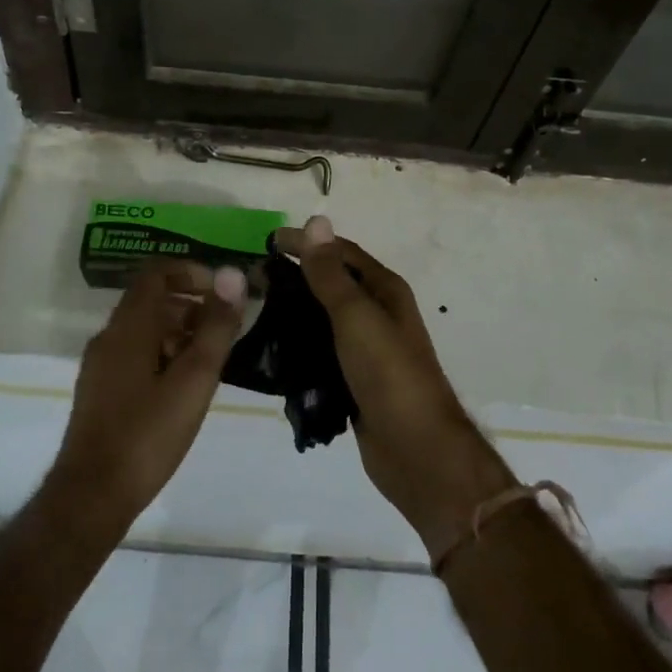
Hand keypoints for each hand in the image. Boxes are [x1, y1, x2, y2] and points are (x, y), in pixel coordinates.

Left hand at [49, 261, 245, 534]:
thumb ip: (216, 326)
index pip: (157, 272)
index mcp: (129, 326)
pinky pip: (134, 353)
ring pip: (143, 329)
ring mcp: (100, 365)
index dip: (191, 272)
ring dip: (179, 331)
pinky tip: (183, 387)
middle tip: (225, 329)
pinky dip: (162, 353)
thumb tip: (233, 275)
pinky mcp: (99, 391)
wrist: (91, 497)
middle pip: (151, 300)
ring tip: (210, 360)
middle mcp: (109, 336)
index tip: (222, 293)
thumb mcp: (194, 379)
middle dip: (191, 304)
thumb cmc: (147, 434)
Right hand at [273, 217, 514, 559]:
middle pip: (332, 284)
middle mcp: (379, 314)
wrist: (417, 451)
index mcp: (385, 291)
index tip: (266, 242)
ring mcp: (368, 350)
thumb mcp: (356, 316)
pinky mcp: (355, 380)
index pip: (341, 252)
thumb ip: (330, 273)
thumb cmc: (389, 374)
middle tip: (254, 279)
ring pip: (325, 319)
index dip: (307, 243)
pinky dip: (300, 346)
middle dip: (296, 277)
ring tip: (256, 311)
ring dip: (295, 312)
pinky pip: (322, 353)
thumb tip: (315, 221)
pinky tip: (273, 351)